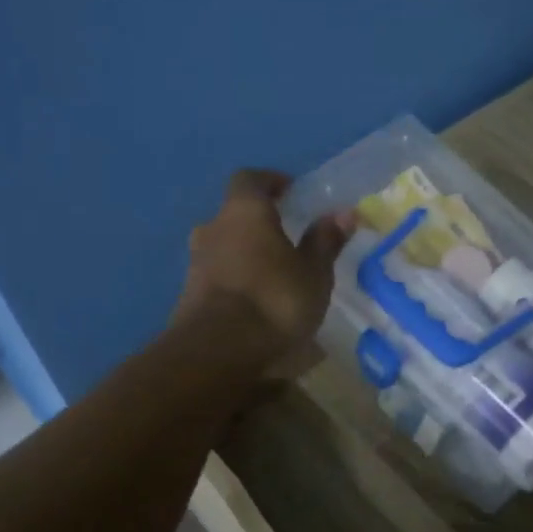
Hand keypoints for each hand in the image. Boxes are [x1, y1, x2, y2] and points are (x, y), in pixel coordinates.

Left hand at [173, 170, 351, 370]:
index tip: (291, 192)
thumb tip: (344, 212)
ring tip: (275, 274)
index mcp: (244, 212)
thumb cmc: (274, 300)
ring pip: (225, 246)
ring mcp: (196, 262)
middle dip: (260, 222)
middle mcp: (213, 228)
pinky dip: (236, 279)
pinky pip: (218, 274)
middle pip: (235, 214)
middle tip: (288, 238)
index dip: (271, 182)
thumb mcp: (313, 273)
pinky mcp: (188, 294)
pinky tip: (256, 300)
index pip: (251, 179)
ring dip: (246, 253)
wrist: (217, 352)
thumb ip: (325, 241)